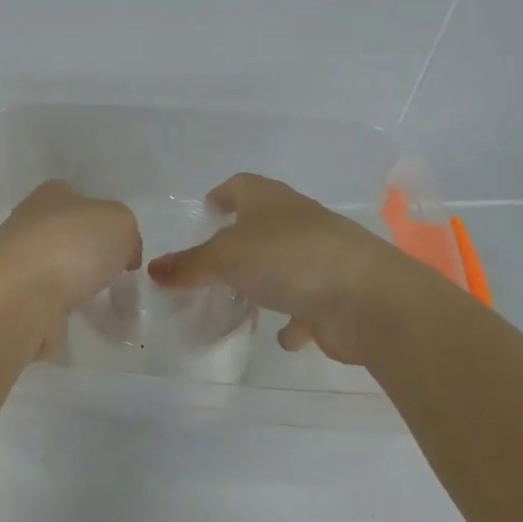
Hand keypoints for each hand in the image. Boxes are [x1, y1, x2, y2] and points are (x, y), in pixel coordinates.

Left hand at [0, 182, 141, 355]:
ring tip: (100, 303)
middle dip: (90, 256)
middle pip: (67, 237)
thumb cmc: (71, 245)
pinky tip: (75, 320)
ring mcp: (19, 265)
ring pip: (56, 273)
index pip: (80, 199)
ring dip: (75, 287)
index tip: (123, 246)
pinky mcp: (14, 301)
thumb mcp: (120, 222)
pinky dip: (60, 314)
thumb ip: (127, 232)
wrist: (19, 296)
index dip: (104, 219)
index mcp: (51, 195)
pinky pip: (46, 305)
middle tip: (114, 275)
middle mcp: (29, 225)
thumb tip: (123, 254)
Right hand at [147, 173, 408, 365]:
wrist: (369, 300)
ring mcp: (321, 259)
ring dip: (266, 279)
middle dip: (239, 241)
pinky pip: (307, 304)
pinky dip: (294, 318)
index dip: (222, 194)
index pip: (241, 186)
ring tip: (239, 297)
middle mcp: (298, 223)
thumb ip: (189, 266)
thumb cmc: (290, 260)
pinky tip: (283, 335)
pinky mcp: (336, 295)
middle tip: (211, 260)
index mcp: (271, 201)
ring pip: (285, 264)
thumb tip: (153, 269)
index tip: (206, 209)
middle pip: (263, 225)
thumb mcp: (226, 258)